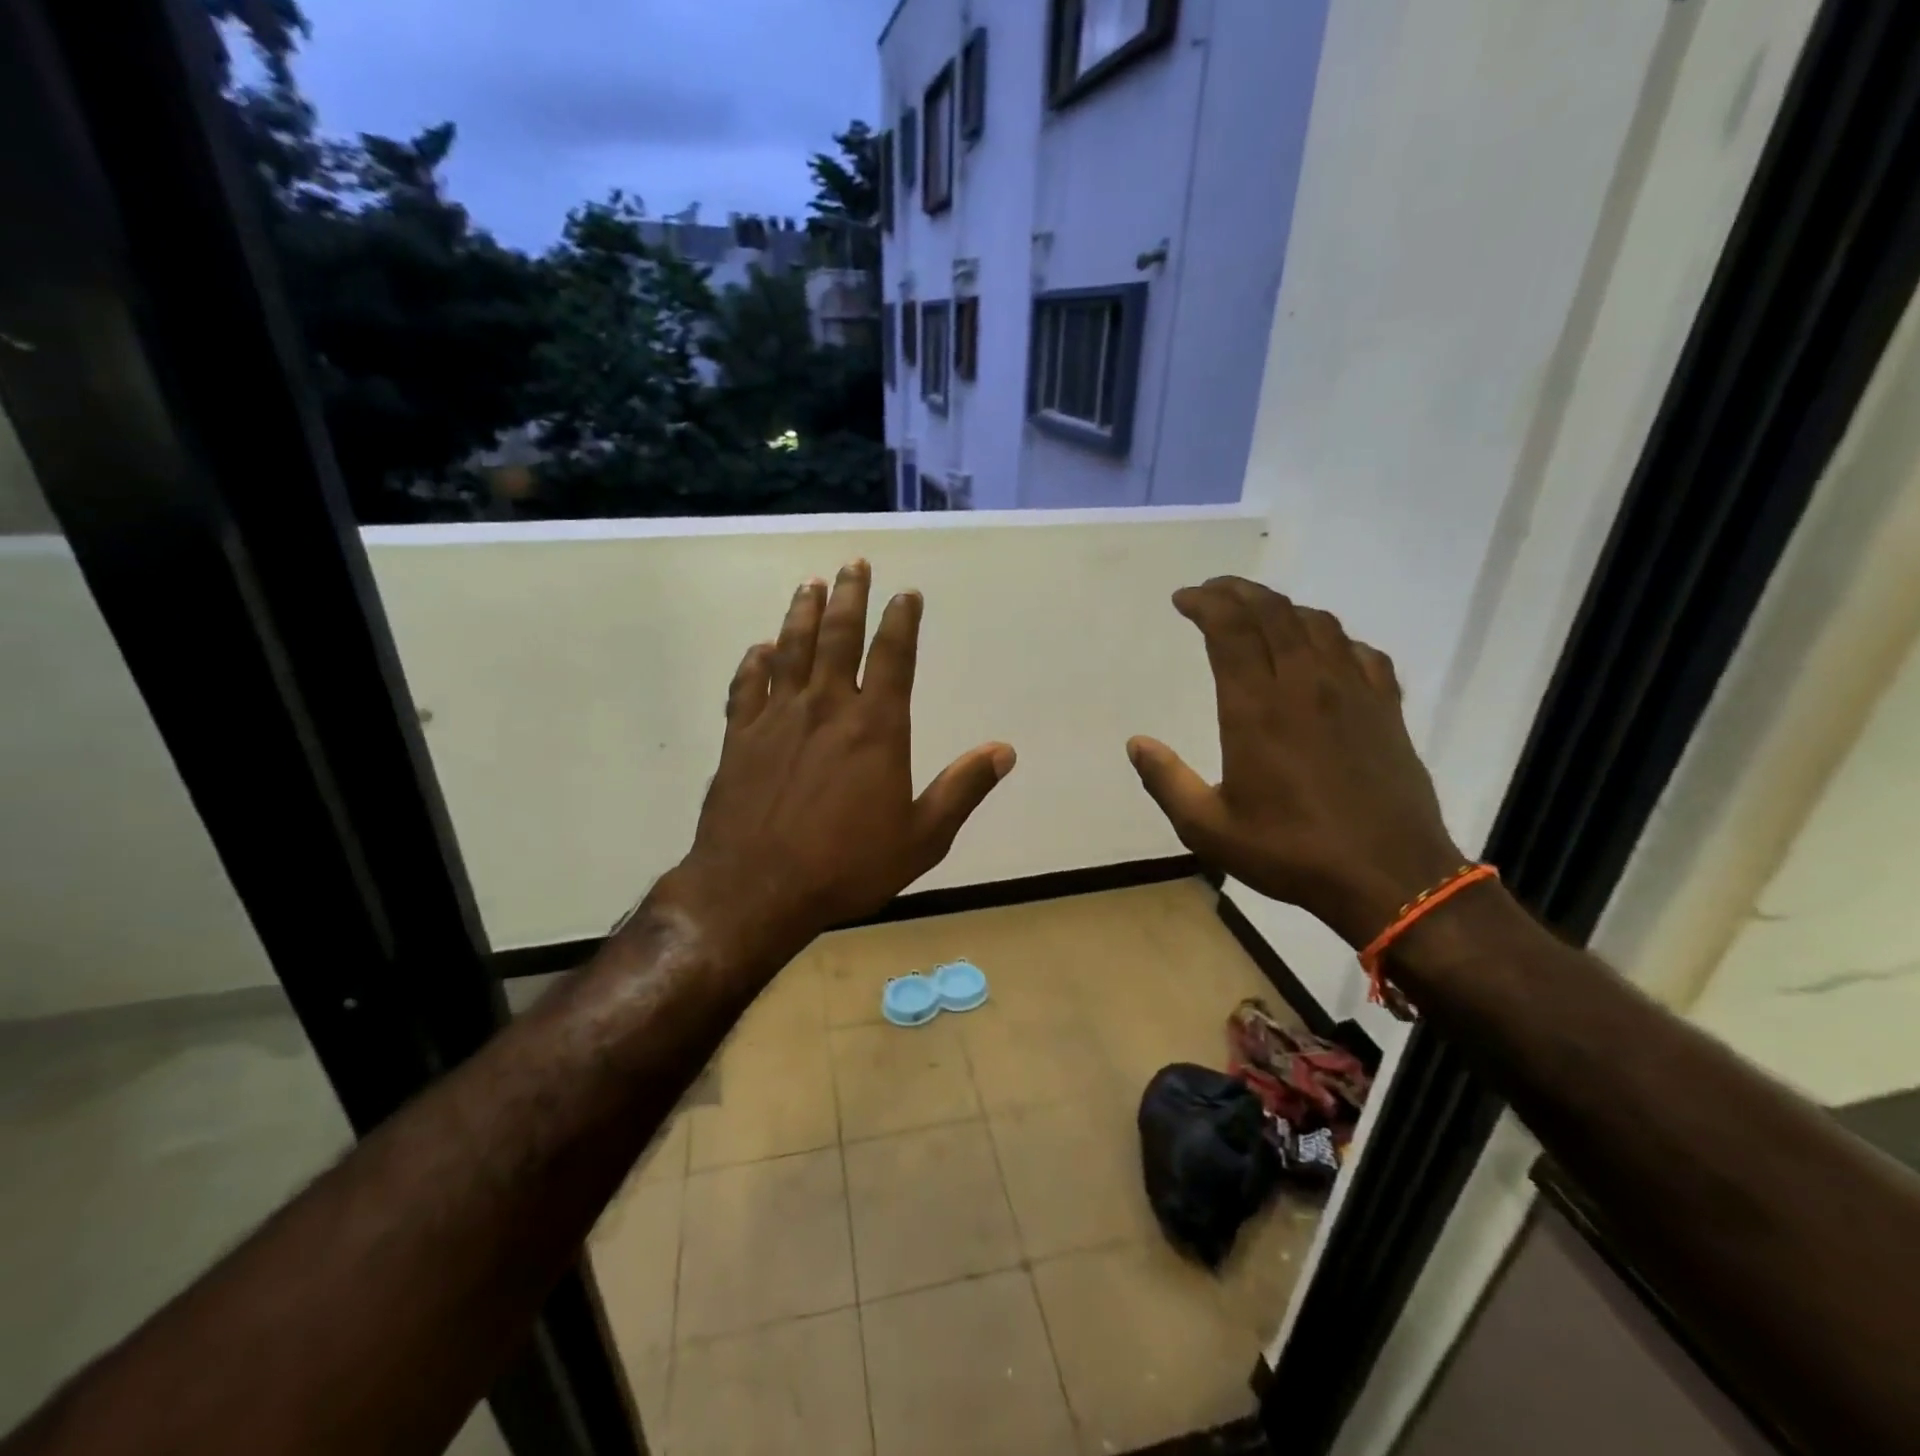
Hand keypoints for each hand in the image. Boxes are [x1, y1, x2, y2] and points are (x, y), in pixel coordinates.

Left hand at [647, 561, 1015, 971]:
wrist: (757, 890)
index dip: (902, 620)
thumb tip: (1004, 751)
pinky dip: (754, 662)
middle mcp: (826, 707)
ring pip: (790, 649)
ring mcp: (777, 718)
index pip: (894, 656)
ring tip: (810, 584)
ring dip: (801, 612)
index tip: (907, 594)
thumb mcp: (922, 837)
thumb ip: (962, 789)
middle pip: (838, 636)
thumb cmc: (847, 866)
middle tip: (854, 564)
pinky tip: (760, 649)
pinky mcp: (740, 737)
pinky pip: (747, 686)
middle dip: (849, 596)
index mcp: (876, 726)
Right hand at [1127, 577, 1462, 946]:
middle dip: (1237, 591)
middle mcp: (1306, 685)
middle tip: (1211, 592)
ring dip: (1282, 607)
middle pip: (1272, 612)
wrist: (1390, 878)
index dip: (1205, 603)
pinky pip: (1361, 652)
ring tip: (1258, 613)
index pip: (1231, 630)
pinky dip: (1333, 637)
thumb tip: (1136, 743)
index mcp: (1257, 708)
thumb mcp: (1209, 829)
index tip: (1183, 599)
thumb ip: (1167, 781)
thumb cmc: (1291, 852)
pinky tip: (1323, 650)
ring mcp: (1353, 692)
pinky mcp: (1387, 709)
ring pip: (1317, 624)